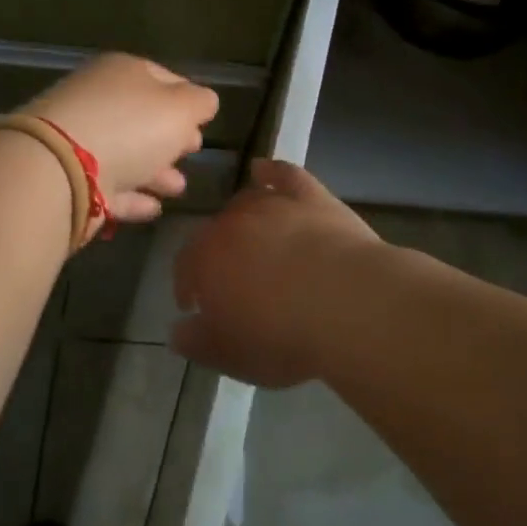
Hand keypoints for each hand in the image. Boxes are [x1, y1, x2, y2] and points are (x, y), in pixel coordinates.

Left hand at [24, 55, 218, 224]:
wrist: (58, 168)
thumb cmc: (129, 126)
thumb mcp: (180, 108)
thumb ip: (200, 103)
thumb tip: (204, 102)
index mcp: (124, 72)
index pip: (163, 78)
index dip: (187, 99)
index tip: (204, 123)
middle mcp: (98, 99)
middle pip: (142, 116)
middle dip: (170, 135)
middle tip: (192, 151)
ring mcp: (78, 139)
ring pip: (126, 152)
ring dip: (154, 170)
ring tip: (178, 188)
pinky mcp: (68, 179)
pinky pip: (108, 185)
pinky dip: (131, 194)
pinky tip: (153, 208)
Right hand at [171, 160, 382, 387]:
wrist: (348, 303)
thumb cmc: (283, 336)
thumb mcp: (231, 356)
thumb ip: (197, 342)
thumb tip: (178, 330)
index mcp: (207, 259)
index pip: (185, 264)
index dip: (187, 283)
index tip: (194, 303)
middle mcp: (234, 222)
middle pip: (216, 230)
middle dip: (217, 252)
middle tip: (231, 278)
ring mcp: (274, 203)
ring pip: (247, 200)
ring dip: (242, 217)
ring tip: (251, 237)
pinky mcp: (311, 195)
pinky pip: (284, 174)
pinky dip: (271, 171)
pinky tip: (264, 169)